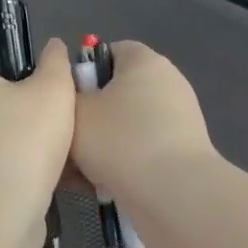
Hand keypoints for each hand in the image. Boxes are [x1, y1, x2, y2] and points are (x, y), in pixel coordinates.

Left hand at [0, 39, 75, 220]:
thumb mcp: (54, 92)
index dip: (14, 52)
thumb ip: (55, 62)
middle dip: (21, 95)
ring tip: (54, 142)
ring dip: (18, 128)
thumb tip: (52, 48)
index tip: (43, 73)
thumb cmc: (23, 142)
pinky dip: (8, 155)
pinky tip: (39, 168)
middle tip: (56, 108)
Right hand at [70, 42, 215, 200]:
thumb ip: (66, 95)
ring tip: (76, 170)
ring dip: (101, 145)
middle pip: (117, 92)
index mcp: (144, 62)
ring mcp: (179, 120)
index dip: (83, 71)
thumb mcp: (75, 111)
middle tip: (65, 137)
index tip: (65, 99)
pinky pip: (141, 151)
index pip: (109, 52)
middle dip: (90, 115)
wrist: (174, 195)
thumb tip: (72, 95)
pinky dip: (122, 164)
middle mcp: (167, 84)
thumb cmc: (120, 140)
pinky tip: (100, 185)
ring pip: (125, 126)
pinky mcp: (182, 154)